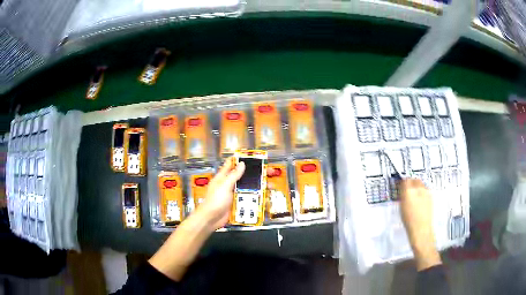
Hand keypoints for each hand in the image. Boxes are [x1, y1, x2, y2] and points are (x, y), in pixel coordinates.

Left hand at [195, 158, 277, 230]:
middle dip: (256, 175)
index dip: (241, 160)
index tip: (253, 157)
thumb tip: (242, 164)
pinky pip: (248, 199)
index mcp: (223, 177)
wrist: (211, 220)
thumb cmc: (215, 201)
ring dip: (259, 187)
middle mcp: (229, 185)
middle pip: (244, 177)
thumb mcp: (224, 186)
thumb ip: (233, 175)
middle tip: (269, 173)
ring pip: (249, 188)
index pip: (231, 165)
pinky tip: (265, 198)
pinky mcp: (238, 204)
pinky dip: (256, 198)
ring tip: (270, 187)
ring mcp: (234, 195)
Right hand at [399, 179, 441, 270]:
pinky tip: (419, 201)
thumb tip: (402, 187)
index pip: (405, 180)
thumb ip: (403, 195)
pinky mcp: (431, 196)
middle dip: (411, 182)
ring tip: (414, 196)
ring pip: (421, 184)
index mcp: (409, 191)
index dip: (402, 182)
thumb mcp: (402, 207)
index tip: (400, 186)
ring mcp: (426, 192)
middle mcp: (419, 188)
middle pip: (414, 180)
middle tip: (407, 190)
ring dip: (417, 187)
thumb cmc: (408, 221)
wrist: (421, 230)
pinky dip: (422, 191)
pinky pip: (425, 189)